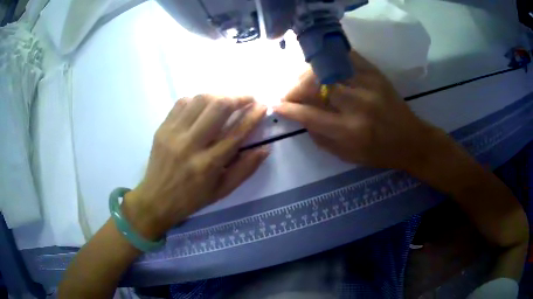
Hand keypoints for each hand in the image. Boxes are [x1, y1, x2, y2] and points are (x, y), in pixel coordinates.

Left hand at [123, 95, 267, 238]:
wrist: (156, 199)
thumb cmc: (192, 198)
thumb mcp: (222, 190)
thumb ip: (245, 169)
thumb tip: (265, 148)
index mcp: (208, 165)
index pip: (236, 132)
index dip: (253, 116)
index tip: (262, 106)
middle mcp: (190, 145)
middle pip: (218, 108)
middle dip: (238, 97)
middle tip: (248, 98)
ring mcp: (173, 133)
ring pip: (200, 100)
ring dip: (219, 95)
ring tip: (228, 100)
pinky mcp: (162, 128)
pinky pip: (182, 102)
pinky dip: (197, 99)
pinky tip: (204, 106)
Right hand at [275, 50, 448, 171]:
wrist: (410, 140)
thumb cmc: (378, 153)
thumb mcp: (346, 156)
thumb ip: (320, 137)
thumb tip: (300, 117)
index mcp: (348, 131)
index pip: (309, 114)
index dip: (288, 107)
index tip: (275, 104)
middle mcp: (356, 105)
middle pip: (314, 85)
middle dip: (294, 87)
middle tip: (289, 92)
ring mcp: (367, 85)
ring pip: (327, 68)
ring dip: (308, 73)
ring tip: (303, 80)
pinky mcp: (375, 74)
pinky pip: (347, 57)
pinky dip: (330, 59)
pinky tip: (323, 66)